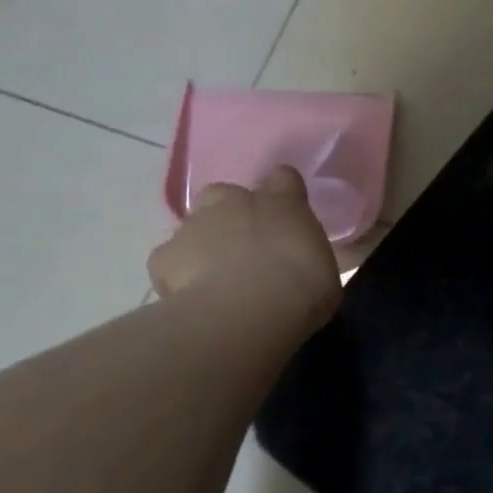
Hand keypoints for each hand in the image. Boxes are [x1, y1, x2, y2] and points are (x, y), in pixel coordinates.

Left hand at [148, 169, 340, 330]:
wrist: (247, 313)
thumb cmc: (302, 291)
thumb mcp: (327, 274)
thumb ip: (311, 258)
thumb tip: (308, 264)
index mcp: (283, 203)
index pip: (284, 178)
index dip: (282, 194)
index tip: (286, 218)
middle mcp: (236, 202)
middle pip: (228, 195)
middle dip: (232, 216)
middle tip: (246, 250)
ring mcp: (196, 224)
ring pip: (195, 226)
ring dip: (204, 244)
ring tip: (216, 280)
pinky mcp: (165, 255)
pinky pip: (170, 261)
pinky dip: (176, 274)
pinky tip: (191, 296)